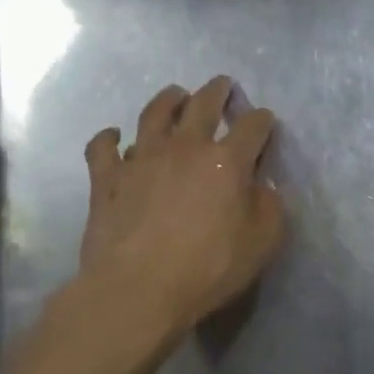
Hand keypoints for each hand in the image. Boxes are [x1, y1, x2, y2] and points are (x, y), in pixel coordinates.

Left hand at [77, 77, 285, 337]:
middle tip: (222, 85)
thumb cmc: (209, 268)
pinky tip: (114, 137)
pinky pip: (104, 147)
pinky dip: (109, 138)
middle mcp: (185, 148)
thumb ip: (269, 207)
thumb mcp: (262, 243)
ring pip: (154, 114)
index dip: (262, 120)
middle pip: (203, 105)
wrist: (138, 288)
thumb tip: (263, 186)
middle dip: (217, 91)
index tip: (265, 120)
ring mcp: (141, 158)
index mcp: (227, 161)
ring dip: (168, 99)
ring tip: (176, 95)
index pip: (252, 127)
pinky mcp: (107, 178)